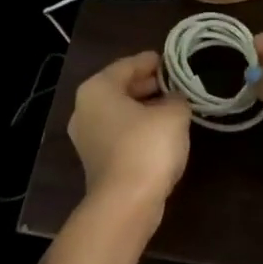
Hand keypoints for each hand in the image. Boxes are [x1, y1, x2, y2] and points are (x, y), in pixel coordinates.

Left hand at [67, 51, 190, 214]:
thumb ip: (177, 98)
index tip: (170, 60)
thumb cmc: (147, 146)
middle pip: (120, 88)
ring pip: (120, 112)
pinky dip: (138, 128)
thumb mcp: (173, 114)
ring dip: (144, 108)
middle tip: (175, 82)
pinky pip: (120, 133)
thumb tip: (174, 99)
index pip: (127, 65)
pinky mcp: (96, 161)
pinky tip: (161, 132)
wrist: (126, 203)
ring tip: (173, 106)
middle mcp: (85, 109)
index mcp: (97, 89)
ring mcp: (87, 137)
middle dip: (148, 84)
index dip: (151, 61)